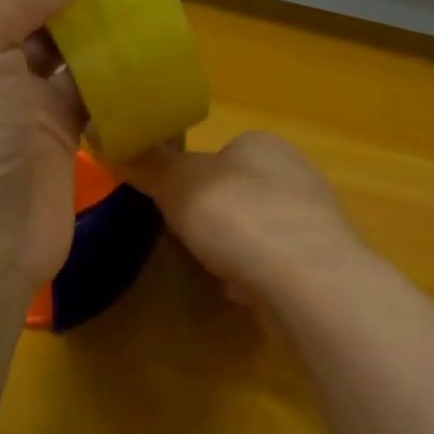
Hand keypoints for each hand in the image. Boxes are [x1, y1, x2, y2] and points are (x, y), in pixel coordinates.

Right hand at [125, 132, 362, 305]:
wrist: (306, 280)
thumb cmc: (238, 218)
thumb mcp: (178, 184)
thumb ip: (148, 165)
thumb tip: (112, 141)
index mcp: (263, 144)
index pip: (220, 152)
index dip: (192, 178)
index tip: (173, 204)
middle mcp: (294, 173)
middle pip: (238, 193)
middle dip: (213, 218)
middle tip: (189, 239)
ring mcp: (312, 219)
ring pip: (257, 230)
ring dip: (233, 250)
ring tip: (214, 269)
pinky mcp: (320, 260)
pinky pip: (274, 263)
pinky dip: (254, 276)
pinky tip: (242, 291)